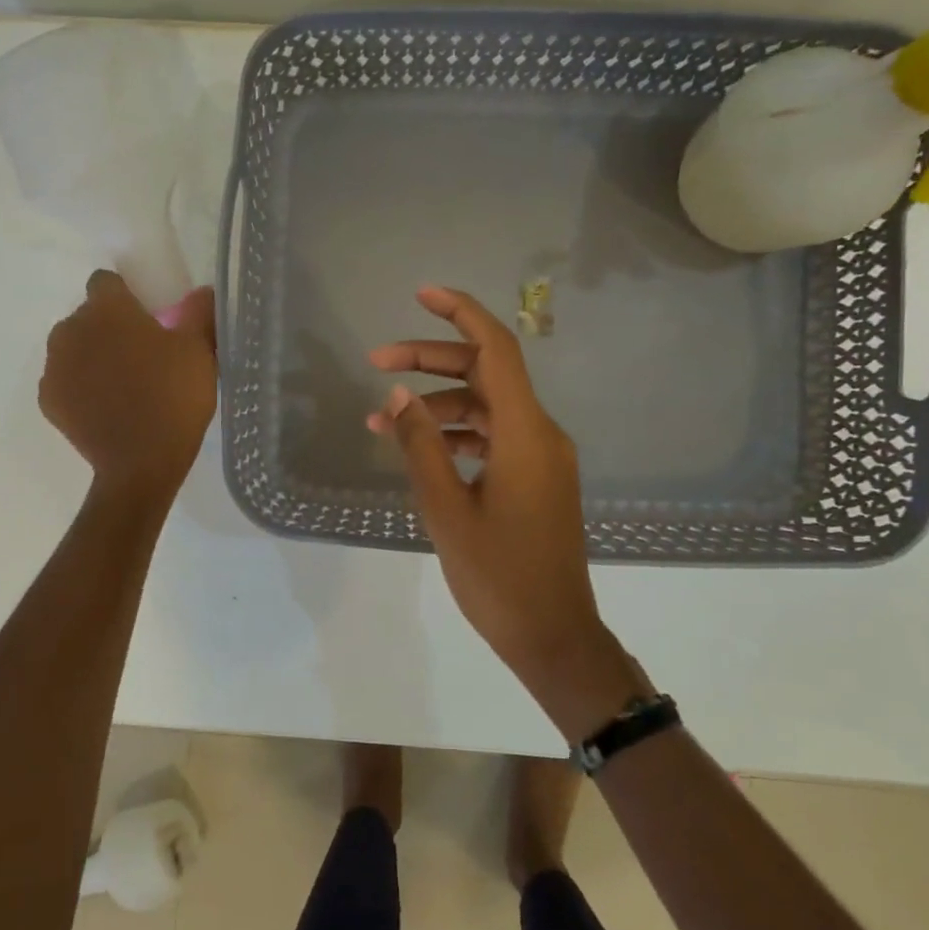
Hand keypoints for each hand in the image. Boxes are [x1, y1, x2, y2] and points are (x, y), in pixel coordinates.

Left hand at [40, 272, 217, 500]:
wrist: (141, 464)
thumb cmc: (173, 398)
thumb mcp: (199, 352)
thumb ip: (198, 314)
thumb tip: (202, 292)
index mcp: (107, 309)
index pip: (106, 282)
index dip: (126, 296)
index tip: (147, 318)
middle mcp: (71, 329)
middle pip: (88, 316)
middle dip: (109, 328)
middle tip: (141, 356)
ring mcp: (55, 366)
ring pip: (73, 348)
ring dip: (92, 356)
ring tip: (122, 385)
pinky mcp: (48, 399)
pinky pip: (64, 381)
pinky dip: (80, 388)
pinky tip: (105, 408)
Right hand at [368, 287, 648, 731]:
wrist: (552, 635)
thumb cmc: (498, 576)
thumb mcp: (446, 510)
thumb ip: (421, 446)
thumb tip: (397, 396)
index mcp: (525, 433)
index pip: (496, 349)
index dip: (460, 313)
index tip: (421, 294)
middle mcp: (540, 433)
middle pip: (485, 373)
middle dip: (430, 360)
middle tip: (376, 361)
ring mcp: (541, 457)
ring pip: (486, 407)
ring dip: (436, 405)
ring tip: (380, 421)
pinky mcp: (536, 479)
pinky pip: (493, 437)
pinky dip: (456, 434)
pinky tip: (418, 448)